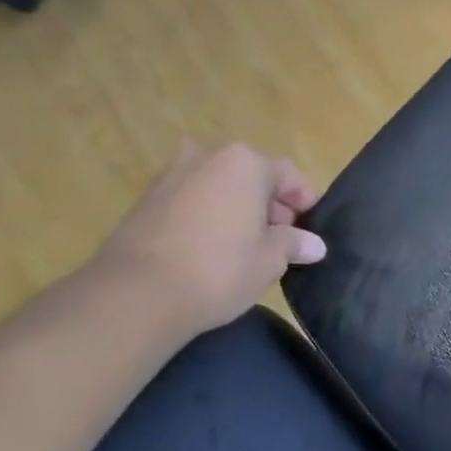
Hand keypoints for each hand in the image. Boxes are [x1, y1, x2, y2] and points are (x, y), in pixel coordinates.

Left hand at [100, 142, 325, 337]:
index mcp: (245, 162)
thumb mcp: (270, 260)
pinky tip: (211, 248)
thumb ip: (293, 244)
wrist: (135, 295)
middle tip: (281, 240)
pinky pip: (192, 201)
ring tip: (245, 246)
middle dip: (269, 205)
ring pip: (219, 187)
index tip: (311, 229)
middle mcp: (207, 156)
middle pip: (251, 176)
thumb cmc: (219, 269)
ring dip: (237, 209)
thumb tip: (314, 244)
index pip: (288, 175)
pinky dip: (207, 216)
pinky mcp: (145, 200)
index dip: (305, 201)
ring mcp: (171, 175)